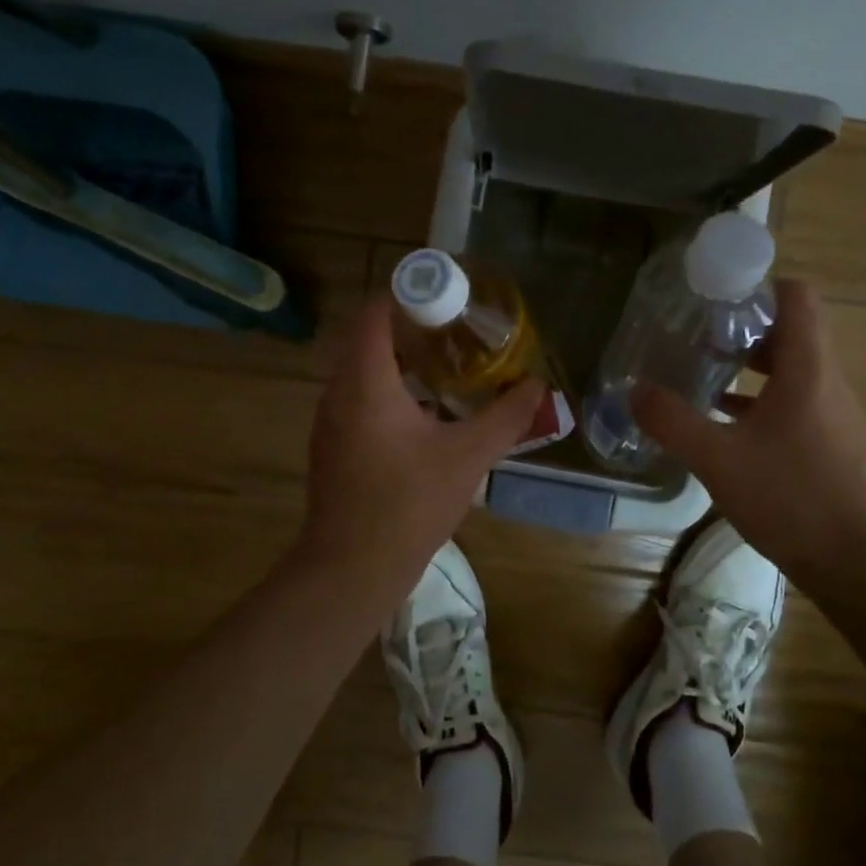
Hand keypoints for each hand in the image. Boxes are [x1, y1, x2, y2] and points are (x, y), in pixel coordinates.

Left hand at [297, 295, 545, 598]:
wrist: (351, 569)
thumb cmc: (409, 504)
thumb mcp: (468, 456)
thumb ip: (506, 416)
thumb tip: (537, 386)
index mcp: (366, 382)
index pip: (375, 313)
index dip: (409, 296)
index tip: (448, 301)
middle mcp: (338, 392)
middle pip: (370, 339)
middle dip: (412, 330)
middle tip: (458, 335)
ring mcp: (329, 421)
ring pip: (363, 372)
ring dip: (401, 363)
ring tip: (447, 370)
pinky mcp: (331, 446)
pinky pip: (358, 399)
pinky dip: (388, 392)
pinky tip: (425, 415)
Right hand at [632, 277, 865, 584]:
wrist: (858, 564)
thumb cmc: (792, 497)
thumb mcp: (718, 459)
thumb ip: (672, 421)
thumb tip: (634, 390)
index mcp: (808, 369)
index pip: (798, 296)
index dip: (759, 285)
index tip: (715, 294)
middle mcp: (826, 381)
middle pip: (791, 330)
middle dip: (743, 325)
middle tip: (697, 331)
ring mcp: (831, 413)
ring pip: (790, 368)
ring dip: (749, 364)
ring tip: (702, 369)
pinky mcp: (829, 442)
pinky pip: (792, 401)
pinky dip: (758, 399)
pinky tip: (722, 420)